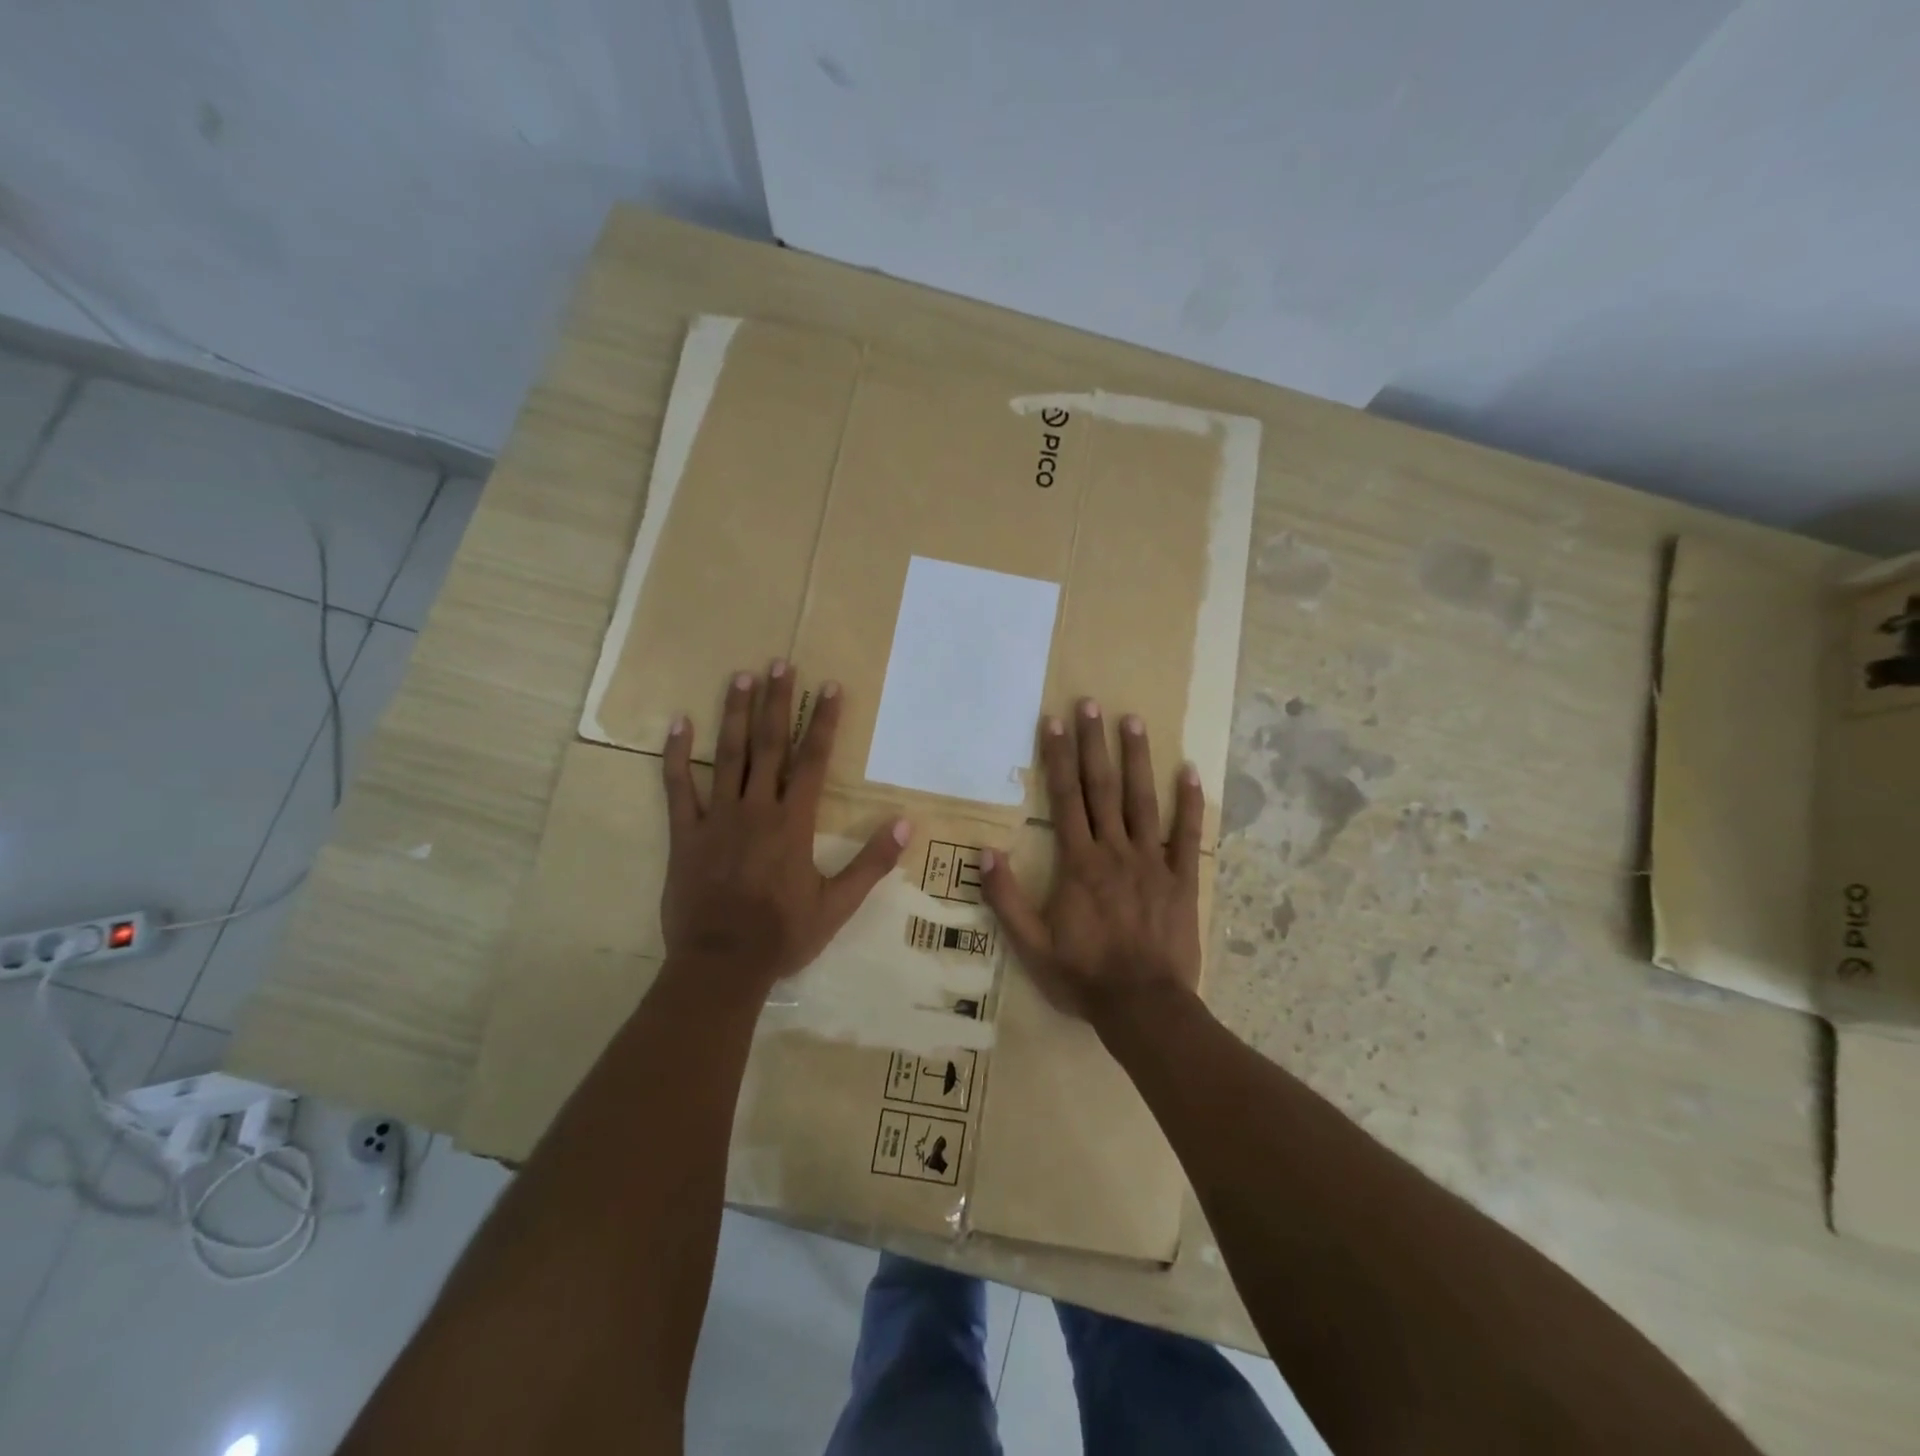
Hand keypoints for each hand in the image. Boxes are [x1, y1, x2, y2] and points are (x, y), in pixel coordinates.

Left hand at [660, 664, 908, 998]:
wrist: (721, 964)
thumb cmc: (783, 935)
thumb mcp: (837, 904)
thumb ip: (872, 863)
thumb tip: (906, 824)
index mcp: (793, 822)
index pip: (813, 761)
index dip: (824, 721)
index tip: (829, 686)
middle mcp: (755, 808)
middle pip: (769, 745)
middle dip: (777, 701)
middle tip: (779, 662)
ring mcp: (716, 818)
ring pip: (727, 755)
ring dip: (735, 714)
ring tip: (740, 676)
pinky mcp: (684, 834)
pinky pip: (677, 787)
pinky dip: (676, 756)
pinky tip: (678, 725)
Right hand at [981, 701, 1204, 1025]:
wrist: (1143, 1007)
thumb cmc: (1084, 976)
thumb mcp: (1031, 945)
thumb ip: (1007, 898)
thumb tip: (984, 852)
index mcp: (1079, 863)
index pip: (1065, 799)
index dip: (1058, 758)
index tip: (1053, 722)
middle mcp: (1115, 851)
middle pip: (1102, 788)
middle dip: (1094, 744)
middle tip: (1091, 704)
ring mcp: (1152, 862)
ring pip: (1143, 801)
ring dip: (1137, 759)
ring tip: (1134, 721)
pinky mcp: (1182, 879)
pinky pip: (1187, 836)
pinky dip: (1189, 804)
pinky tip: (1190, 772)